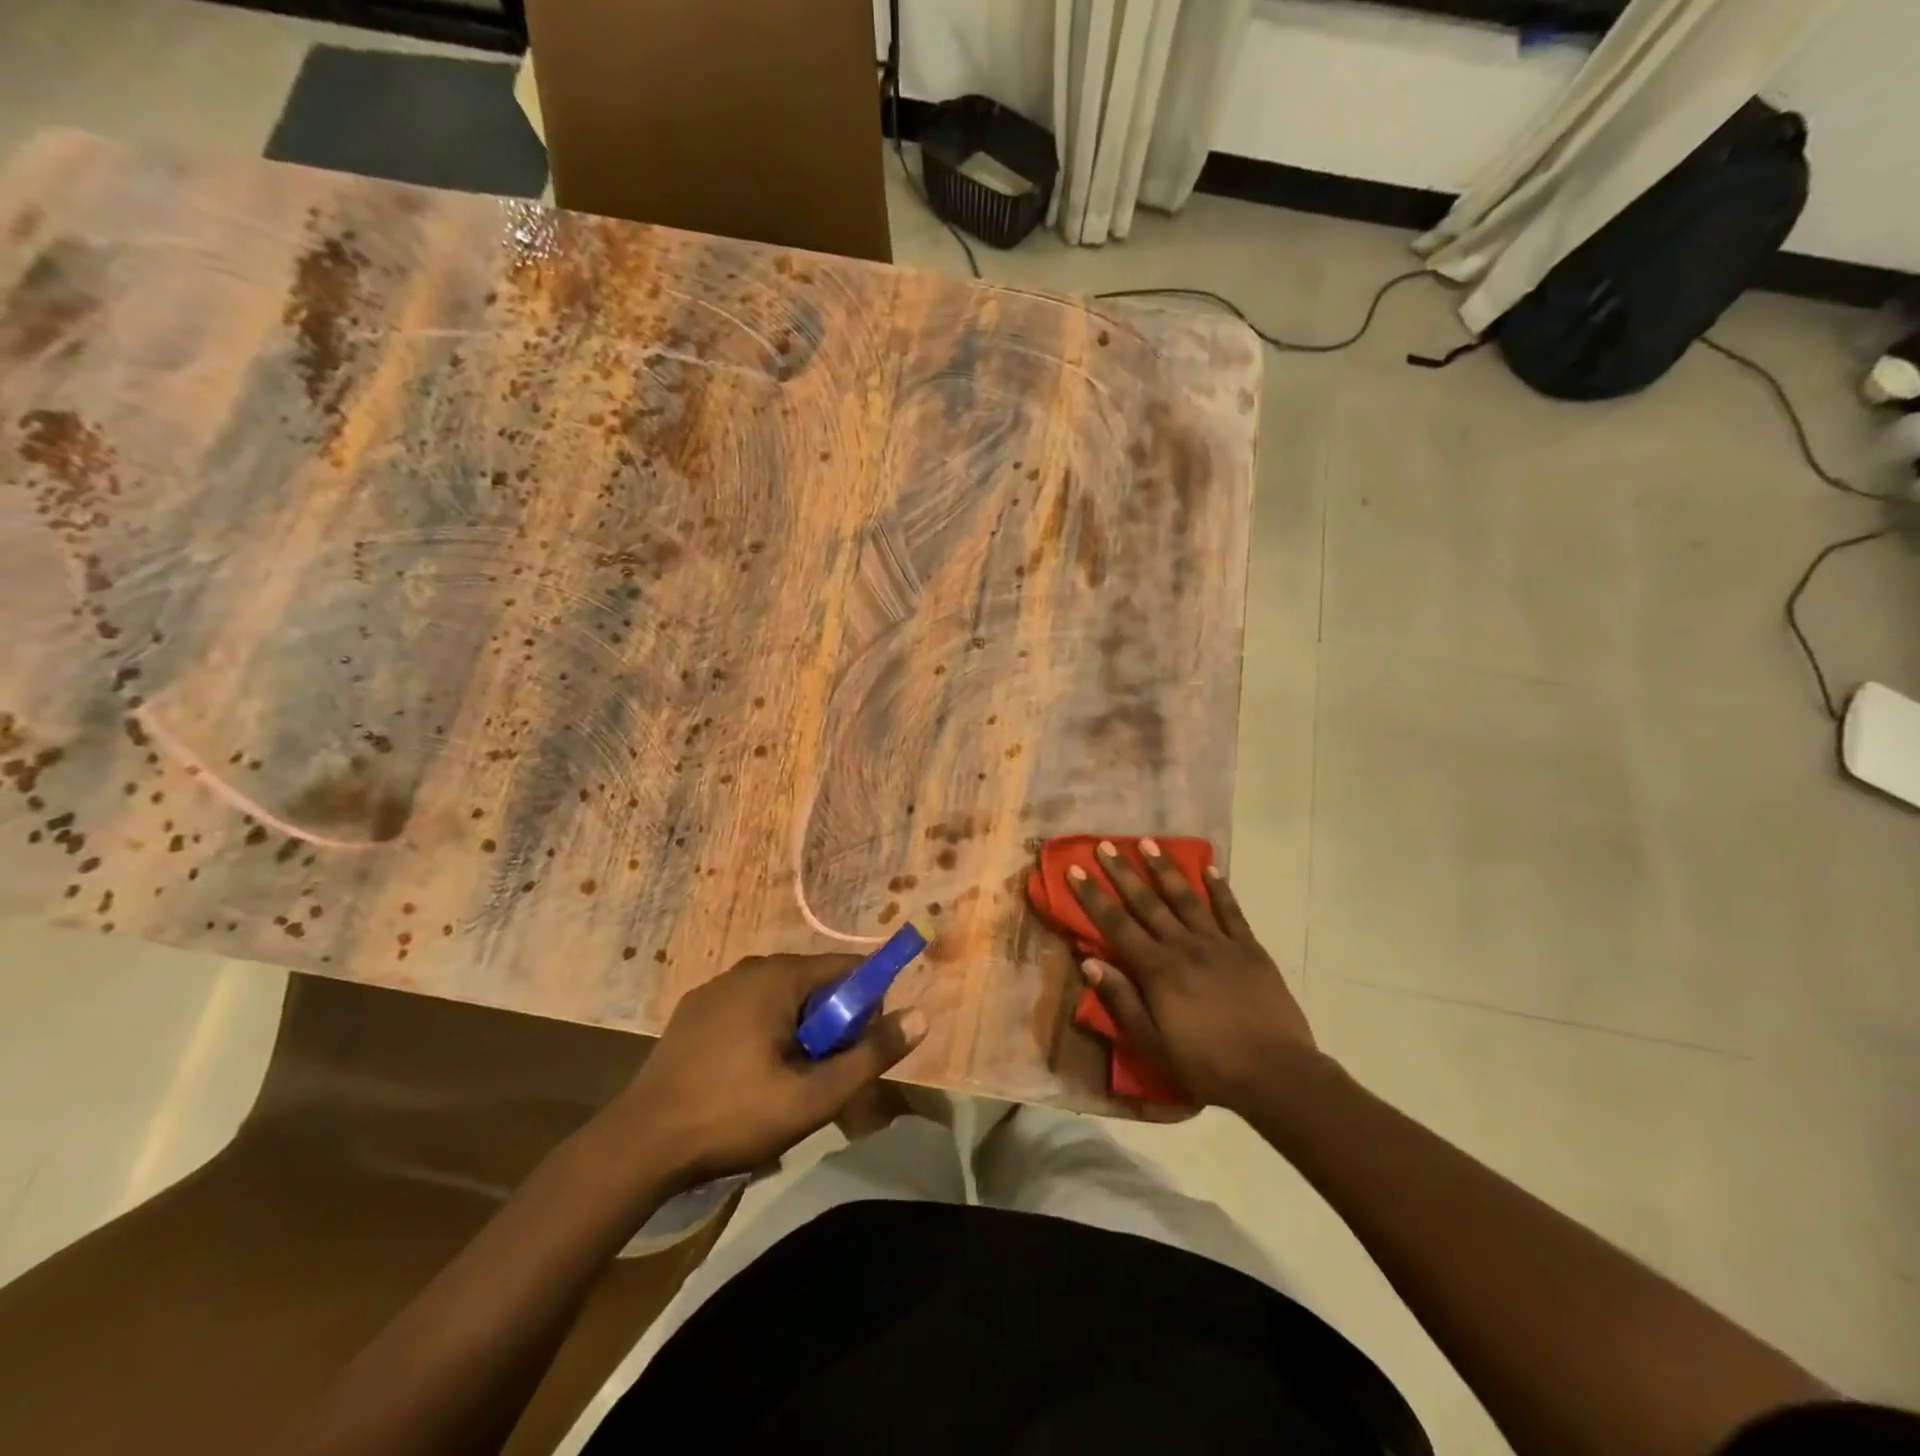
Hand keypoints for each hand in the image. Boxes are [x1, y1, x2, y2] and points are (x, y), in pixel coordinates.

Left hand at [612, 954, 926, 1186]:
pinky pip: (748, 1010)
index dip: (867, 1004)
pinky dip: (764, 1033)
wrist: (640, 1145)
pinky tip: (748, 1077)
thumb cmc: (733, 1115)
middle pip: (814, 983)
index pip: (846, 969)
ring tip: (786, 1082)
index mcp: (778, 976)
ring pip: (780, 999)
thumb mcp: (813, 1096)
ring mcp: (716, 988)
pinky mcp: (694, 1012)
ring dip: (797, 1031)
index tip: (862, 1048)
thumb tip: (920, 1016)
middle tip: (823, 1075)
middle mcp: (748, 968)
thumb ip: (870, 1055)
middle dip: (830, 1024)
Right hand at [1069, 840, 1316, 1111]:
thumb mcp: (1154, 1043)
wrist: (1276, 1073)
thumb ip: (1122, 1001)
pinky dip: (1219, 889)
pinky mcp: (1249, 948)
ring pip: (1186, 898)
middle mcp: (1184, 946)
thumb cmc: (1207, 1065)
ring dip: (1165, 869)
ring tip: (1149, 842)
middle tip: (1105, 844)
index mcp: (1157, 970)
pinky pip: (1230, 911)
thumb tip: (1089, 963)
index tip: (1075, 869)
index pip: (1116, 925)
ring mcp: (1219, 943)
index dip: (1093, 896)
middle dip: (1123, 872)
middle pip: (1147, 902)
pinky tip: (1210, 869)